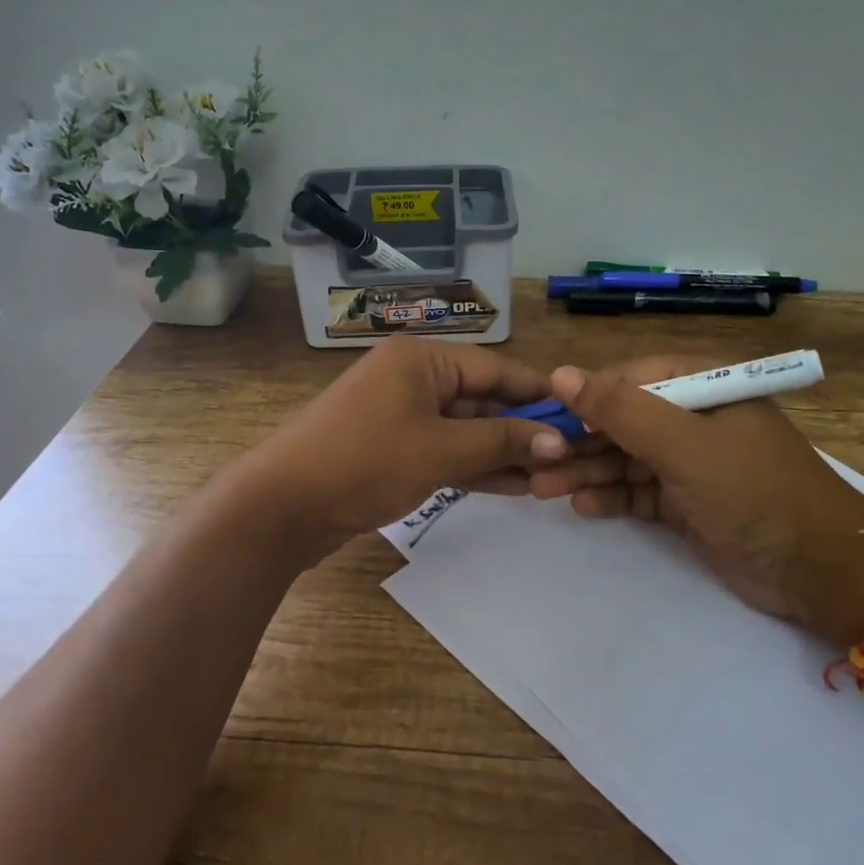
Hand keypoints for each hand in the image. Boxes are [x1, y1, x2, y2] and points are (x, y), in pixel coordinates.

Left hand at [239, 337, 570, 560]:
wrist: (283, 505)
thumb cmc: (366, 462)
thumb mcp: (442, 450)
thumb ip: (503, 442)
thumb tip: (560, 441)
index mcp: (422, 359)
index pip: (496, 368)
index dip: (539, 393)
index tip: (580, 415)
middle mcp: (411, 377)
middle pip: (480, 398)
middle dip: (522, 428)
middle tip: (569, 455)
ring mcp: (398, 413)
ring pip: (462, 428)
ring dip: (501, 451)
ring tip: (548, 476)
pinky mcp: (389, 447)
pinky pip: (441, 449)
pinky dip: (472, 465)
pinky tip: (512, 485)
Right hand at [527, 357, 863, 644]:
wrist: (818, 569)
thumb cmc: (753, 491)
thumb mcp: (684, 445)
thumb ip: (621, 410)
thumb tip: (559, 374)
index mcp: (701, 387)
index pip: (629, 379)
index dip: (584, 397)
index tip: (542, 417)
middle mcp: (692, 418)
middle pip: (622, 421)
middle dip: (578, 441)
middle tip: (534, 462)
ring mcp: (689, 462)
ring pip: (624, 458)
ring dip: (586, 471)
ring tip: (542, 488)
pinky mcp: (686, 502)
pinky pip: (637, 491)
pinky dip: (611, 497)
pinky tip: (581, 506)